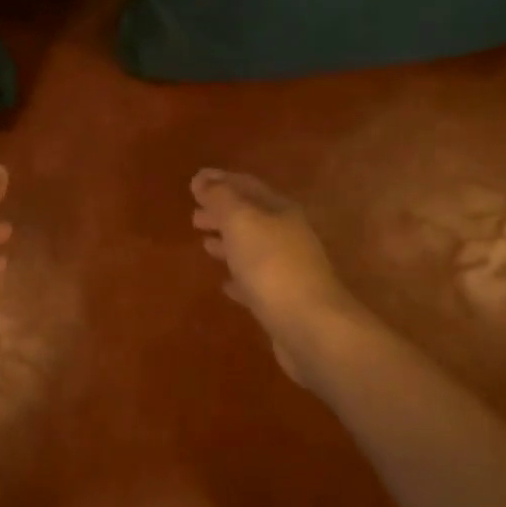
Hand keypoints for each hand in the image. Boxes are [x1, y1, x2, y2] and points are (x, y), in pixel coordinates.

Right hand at [191, 169, 365, 384]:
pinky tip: (225, 285)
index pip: (246, 185)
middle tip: (194, 216)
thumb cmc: (271, 264)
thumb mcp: (240, 221)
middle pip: (250, 216)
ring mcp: (288, 269)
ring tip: (205, 244)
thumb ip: (220, 198)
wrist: (311, 327)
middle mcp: (287, 235)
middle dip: (222, 213)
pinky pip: (255, 281)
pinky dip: (238, 277)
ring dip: (228, 242)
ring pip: (252, 248)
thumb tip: (202, 179)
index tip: (194, 181)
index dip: (219, 180)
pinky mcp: (284, 301)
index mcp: (280, 210)